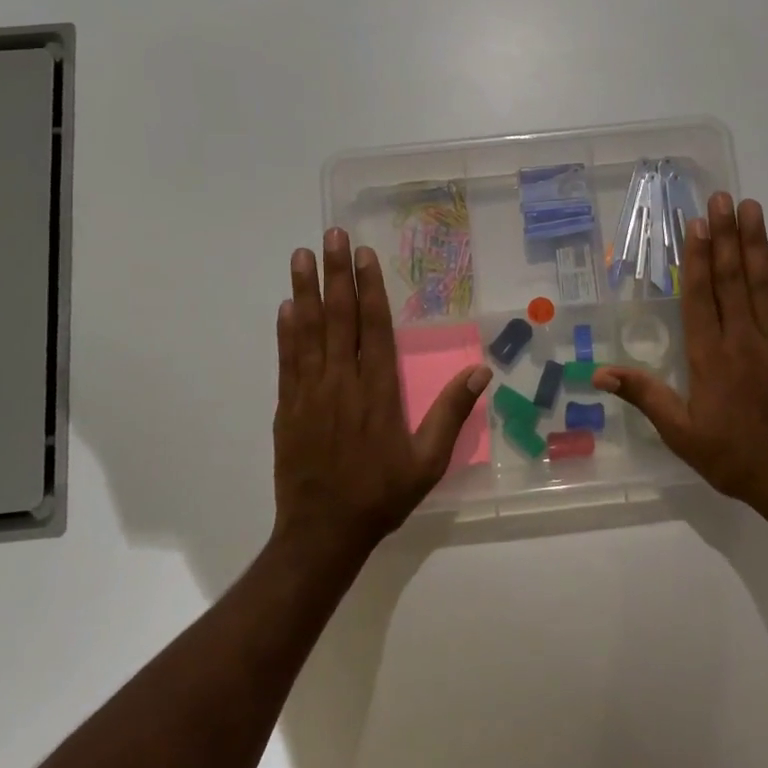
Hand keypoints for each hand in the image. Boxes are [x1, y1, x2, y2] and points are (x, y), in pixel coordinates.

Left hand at [274, 229, 490, 556]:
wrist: (323, 532)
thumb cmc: (381, 495)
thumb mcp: (428, 461)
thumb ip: (451, 413)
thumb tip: (481, 371)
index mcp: (378, 390)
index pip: (374, 327)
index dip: (369, 287)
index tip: (365, 254)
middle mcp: (343, 381)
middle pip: (339, 317)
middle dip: (336, 274)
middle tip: (332, 236)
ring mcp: (311, 392)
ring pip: (308, 330)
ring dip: (305, 290)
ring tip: (301, 254)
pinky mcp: (288, 406)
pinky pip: (287, 359)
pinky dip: (286, 330)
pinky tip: (287, 305)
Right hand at [596, 194, 767, 520]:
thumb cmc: (732, 456)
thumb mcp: (680, 433)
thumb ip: (644, 395)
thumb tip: (598, 372)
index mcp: (710, 358)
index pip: (700, 296)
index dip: (697, 257)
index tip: (696, 223)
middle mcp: (743, 340)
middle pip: (732, 279)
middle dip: (726, 235)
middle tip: (723, 198)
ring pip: (764, 283)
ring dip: (756, 243)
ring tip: (751, 208)